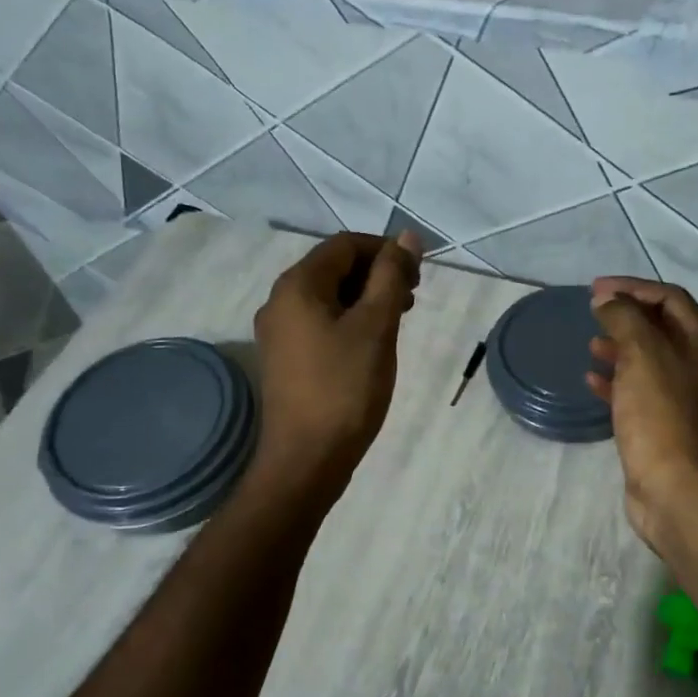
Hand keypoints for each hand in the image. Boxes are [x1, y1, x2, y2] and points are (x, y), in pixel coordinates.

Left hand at [251, 231, 421, 493]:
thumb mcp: (376, 326)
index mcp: (298, 285)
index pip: (345, 245)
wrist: (306, 459)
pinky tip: (372, 343)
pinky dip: (349, 320)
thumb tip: (406, 237)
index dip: (385, 250)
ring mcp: (278, 332)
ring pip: (328, 297)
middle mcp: (279, 300)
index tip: (418, 274)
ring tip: (398, 320)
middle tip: (412, 298)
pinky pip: (320, 322)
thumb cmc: (345, 388)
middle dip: (376, 274)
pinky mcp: (285, 358)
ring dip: (365, 298)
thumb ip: (392, 277)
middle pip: (333, 268)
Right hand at [586, 278, 697, 553]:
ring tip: (591, 343)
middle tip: (592, 312)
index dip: (633, 287)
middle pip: (660, 327)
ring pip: (647, 359)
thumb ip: (624, 317)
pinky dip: (615, 381)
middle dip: (626, 316)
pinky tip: (591, 381)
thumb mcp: (642, 353)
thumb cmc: (661, 414)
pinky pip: (636, 391)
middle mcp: (697, 365)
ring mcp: (681, 397)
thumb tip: (608, 300)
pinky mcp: (662, 425)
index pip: (669, 297)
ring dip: (619, 346)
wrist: (676, 488)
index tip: (596, 289)